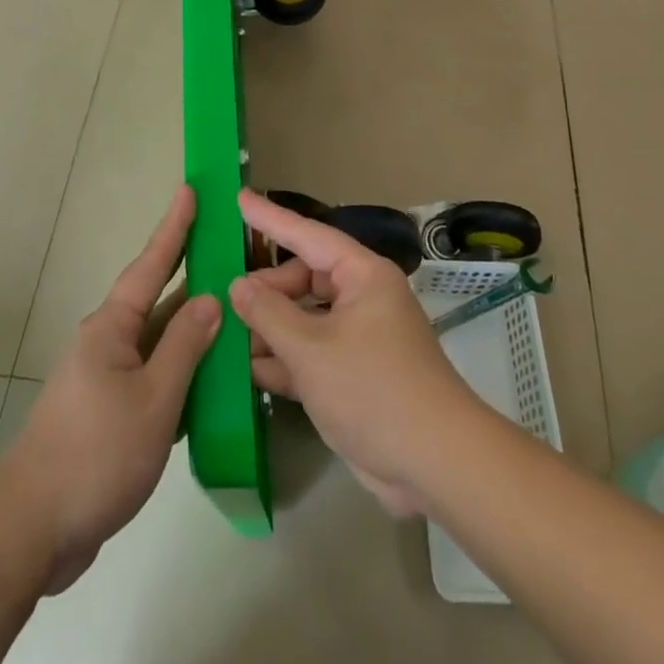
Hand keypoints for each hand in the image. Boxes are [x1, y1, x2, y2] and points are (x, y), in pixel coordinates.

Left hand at [0, 187, 220, 591]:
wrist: (33, 529)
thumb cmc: (95, 454)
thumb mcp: (153, 400)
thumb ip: (185, 348)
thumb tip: (209, 300)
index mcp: (112, 328)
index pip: (151, 264)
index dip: (174, 227)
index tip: (190, 190)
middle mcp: (108, 342)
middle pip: (156, 298)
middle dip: (189, 271)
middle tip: (224, 244)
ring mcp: (107, 378)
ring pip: (158, 340)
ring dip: (191, 326)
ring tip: (231, 306)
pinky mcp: (109, 413)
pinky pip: (154, 375)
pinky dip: (182, 369)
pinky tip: (210, 377)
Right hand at [231, 191, 484, 515]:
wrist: (436, 464)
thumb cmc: (372, 389)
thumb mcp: (310, 349)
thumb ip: (268, 313)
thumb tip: (239, 285)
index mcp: (362, 276)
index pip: (307, 235)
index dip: (270, 219)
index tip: (240, 199)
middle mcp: (363, 298)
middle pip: (305, 279)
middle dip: (267, 290)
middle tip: (227, 301)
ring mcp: (361, 338)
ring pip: (306, 318)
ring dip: (272, 329)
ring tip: (228, 335)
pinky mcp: (356, 375)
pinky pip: (314, 353)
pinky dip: (286, 360)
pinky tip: (250, 371)